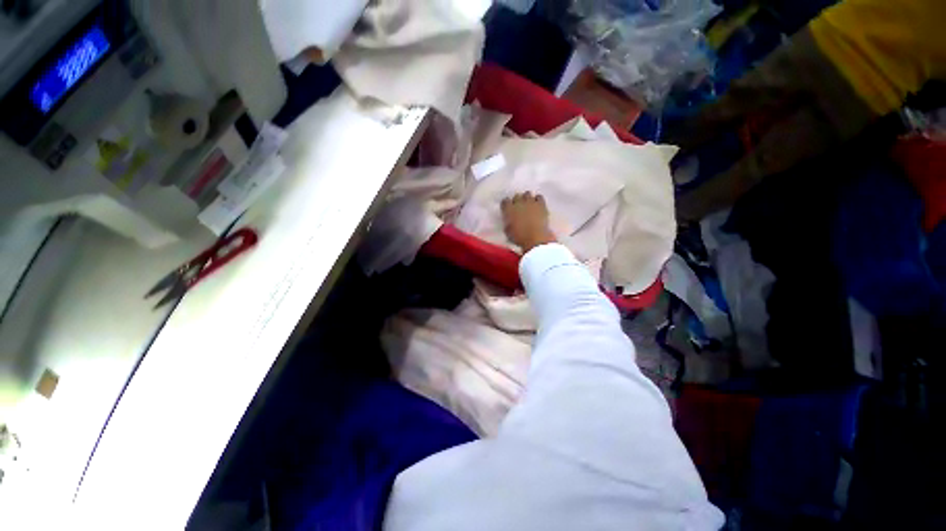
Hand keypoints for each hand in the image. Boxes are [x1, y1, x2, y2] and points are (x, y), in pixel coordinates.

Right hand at [501, 192, 556, 252]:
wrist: (535, 238)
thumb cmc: (519, 237)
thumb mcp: (508, 232)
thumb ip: (508, 224)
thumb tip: (510, 222)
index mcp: (508, 209)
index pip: (505, 201)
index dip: (507, 205)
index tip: (508, 209)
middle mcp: (518, 202)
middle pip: (517, 196)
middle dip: (517, 201)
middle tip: (520, 208)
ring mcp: (530, 202)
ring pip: (527, 194)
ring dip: (527, 199)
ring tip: (529, 206)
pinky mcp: (541, 204)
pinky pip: (539, 197)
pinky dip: (538, 200)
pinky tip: (538, 205)